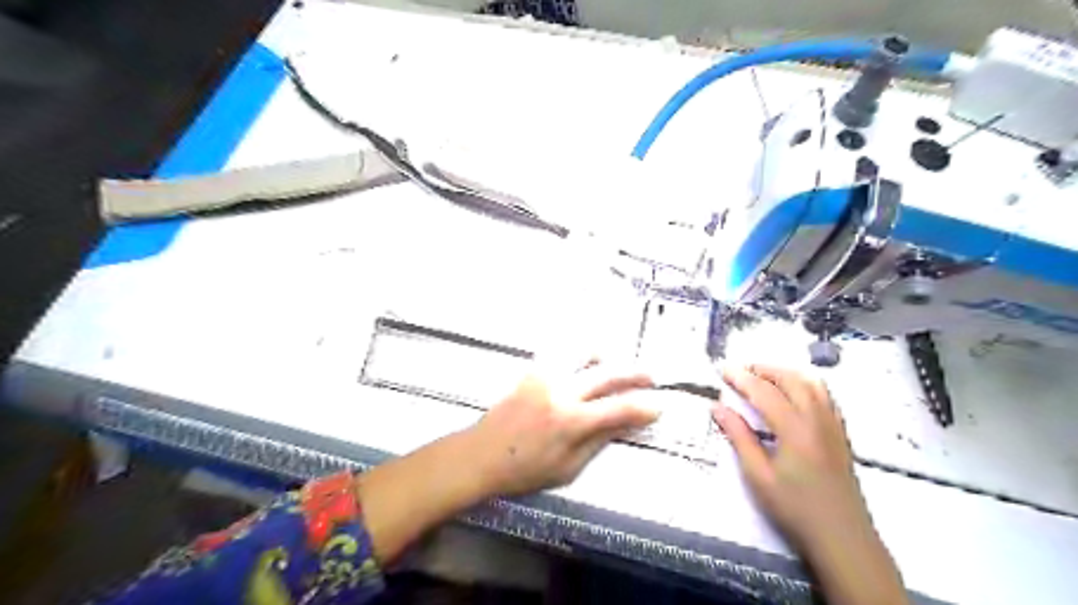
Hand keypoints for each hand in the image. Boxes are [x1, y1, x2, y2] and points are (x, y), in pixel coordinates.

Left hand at [471, 363, 656, 494]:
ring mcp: (545, 376)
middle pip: (607, 374)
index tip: (659, 406)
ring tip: (613, 366)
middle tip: (650, 376)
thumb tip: (625, 424)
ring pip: (583, 353)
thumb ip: (598, 441)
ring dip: (605, 358)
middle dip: (634, 373)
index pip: (619, 409)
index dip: (643, 407)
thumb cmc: (524, 470)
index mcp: (572, 421)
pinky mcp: (532, 371)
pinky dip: (579, 356)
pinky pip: (561, 354)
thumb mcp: (567, 468)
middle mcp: (561, 391)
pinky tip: (584, 365)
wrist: (480, 455)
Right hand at [715, 363, 907, 603]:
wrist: (842, 538)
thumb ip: (739, 437)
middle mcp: (817, 419)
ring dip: (786, 373)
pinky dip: (805, 384)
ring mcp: (833, 425)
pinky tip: (794, 393)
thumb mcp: (758, 476)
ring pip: (812, 383)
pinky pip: (825, 396)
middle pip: (791, 379)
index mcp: (795, 429)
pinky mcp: (841, 434)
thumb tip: (718, 407)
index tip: (722, 369)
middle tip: (740, 370)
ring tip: (764, 376)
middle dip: (763, 369)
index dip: (741, 377)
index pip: (764, 391)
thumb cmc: (795, 509)